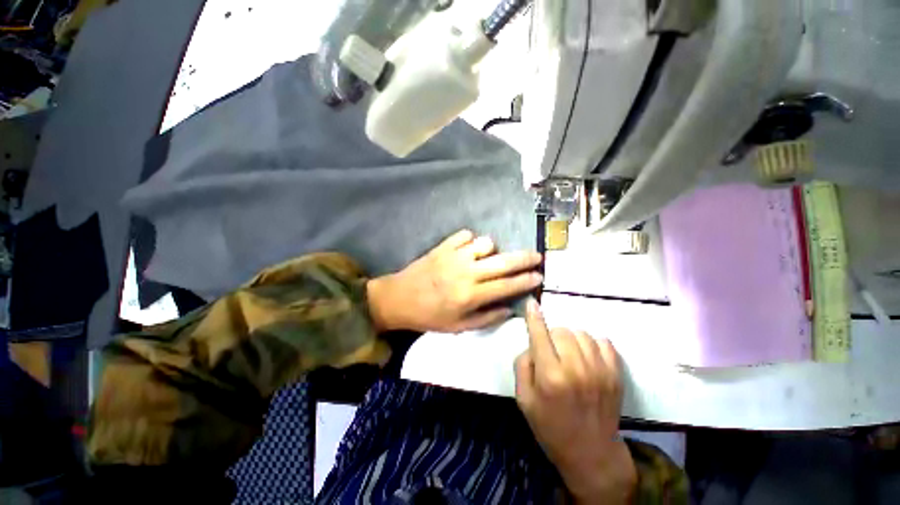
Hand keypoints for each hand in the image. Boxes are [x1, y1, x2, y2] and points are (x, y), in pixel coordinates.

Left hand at [367, 229, 542, 332]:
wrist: (399, 298)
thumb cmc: (429, 316)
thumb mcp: (458, 327)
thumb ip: (486, 318)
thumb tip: (509, 309)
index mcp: (471, 295)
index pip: (507, 285)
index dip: (526, 280)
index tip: (539, 275)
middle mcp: (467, 272)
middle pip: (503, 261)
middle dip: (524, 258)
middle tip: (536, 256)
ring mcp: (455, 255)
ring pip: (486, 243)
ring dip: (492, 250)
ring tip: (488, 258)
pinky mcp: (443, 246)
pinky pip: (466, 235)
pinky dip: (471, 241)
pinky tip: (467, 250)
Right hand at [515, 299, 635, 503]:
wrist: (591, 453)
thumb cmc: (550, 426)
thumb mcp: (523, 399)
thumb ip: (522, 365)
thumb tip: (532, 344)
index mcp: (550, 376)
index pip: (540, 335)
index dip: (534, 317)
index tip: (531, 303)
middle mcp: (576, 369)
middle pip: (561, 331)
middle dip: (551, 336)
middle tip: (550, 351)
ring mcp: (600, 371)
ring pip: (581, 334)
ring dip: (570, 338)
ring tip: (568, 354)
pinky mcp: (616, 374)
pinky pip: (603, 342)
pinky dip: (591, 342)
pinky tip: (586, 355)